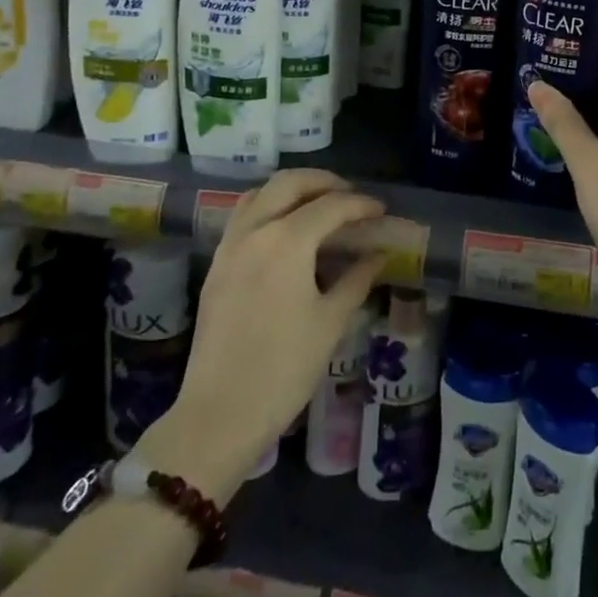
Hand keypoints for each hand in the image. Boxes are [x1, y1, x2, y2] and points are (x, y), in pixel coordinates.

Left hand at [137, 170, 384, 502]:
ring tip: (319, 206)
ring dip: (293, 190)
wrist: (219, 413)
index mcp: (287, 241)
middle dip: (324, 182)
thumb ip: (356, 279)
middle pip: (290, 183)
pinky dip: (269, 207)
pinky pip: (244, 216)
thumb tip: (378, 255)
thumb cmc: (284, 368)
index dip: (361, 204)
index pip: (331, 206)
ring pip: (262, 193)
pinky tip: (286, 231)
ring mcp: (230, 245)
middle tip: (351, 197)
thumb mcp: (331, 322)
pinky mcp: (216, 265)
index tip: (381, 211)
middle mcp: (255, 230)